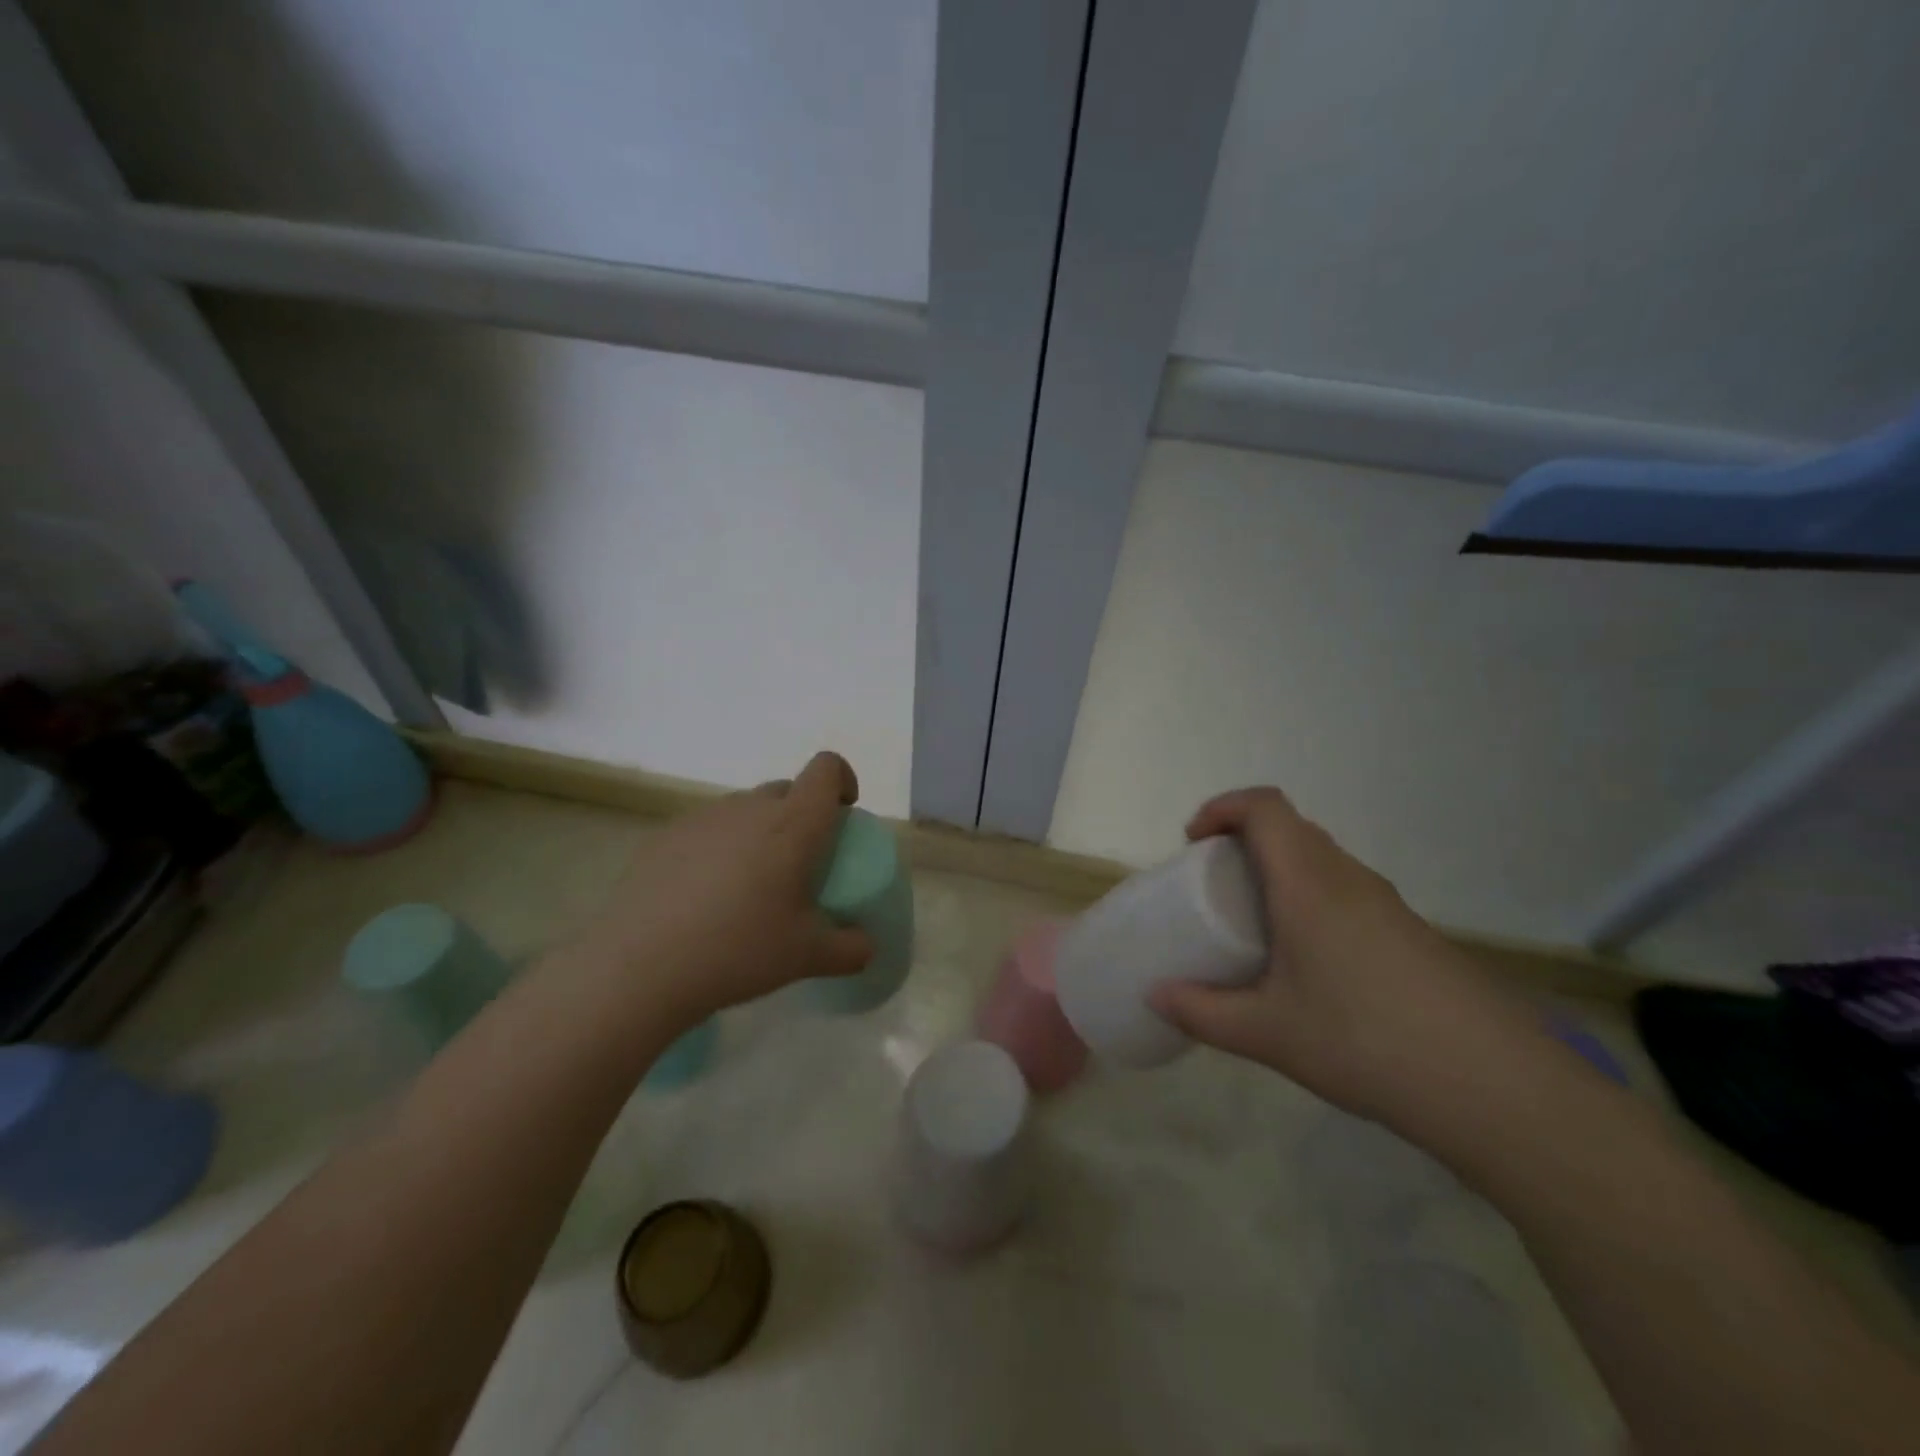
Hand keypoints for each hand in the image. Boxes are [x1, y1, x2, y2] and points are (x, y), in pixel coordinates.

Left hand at [566, 751, 873, 1026]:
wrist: (640, 966)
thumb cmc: (739, 950)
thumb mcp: (807, 956)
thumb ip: (850, 949)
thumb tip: (867, 947)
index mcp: (793, 824)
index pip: (826, 768)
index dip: (841, 778)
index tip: (842, 813)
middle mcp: (749, 807)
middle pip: (786, 789)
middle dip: (801, 814)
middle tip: (798, 864)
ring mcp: (703, 818)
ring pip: (745, 809)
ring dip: (759, 832)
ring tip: (748, 886)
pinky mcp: (665, 836)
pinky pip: (708, 829)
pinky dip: (719, 849)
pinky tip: (704, 897)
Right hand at [1148, 787, 1548, 1137]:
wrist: (1495, 1086)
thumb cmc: (1365, 1041)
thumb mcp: (1268, 1034)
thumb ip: (1203, 1013)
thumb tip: (1155, 997)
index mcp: (1309, 883)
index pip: (1264, 807)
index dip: (1222, 808)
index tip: (1193, 842)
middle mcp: (1348, 878)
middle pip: (1291, 829)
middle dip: (1243, 841)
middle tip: (1213, 887)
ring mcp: (1386, 903)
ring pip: (1321, 860)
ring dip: (1280, 871)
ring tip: (1254, 925)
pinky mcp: (1410, 932)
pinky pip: (1346, 890)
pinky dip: (1311, 899)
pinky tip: (1308, 962)